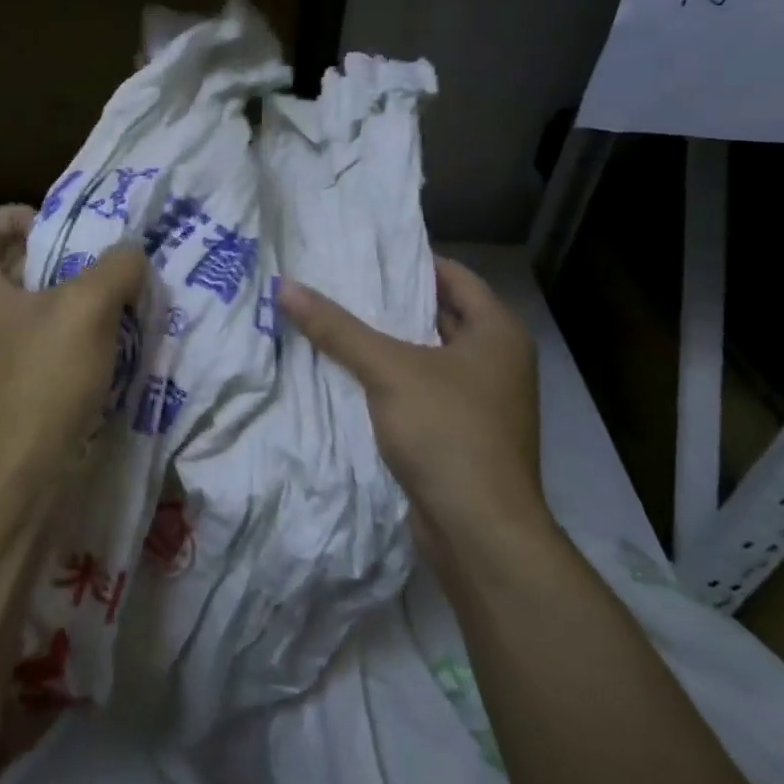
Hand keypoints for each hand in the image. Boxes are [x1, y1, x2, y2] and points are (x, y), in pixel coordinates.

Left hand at [0, 205, 148, 501]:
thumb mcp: (87, 309)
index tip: (66, 228)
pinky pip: (42, 348)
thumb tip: (130, 257)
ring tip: (120, 305)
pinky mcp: (9, 391)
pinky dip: (73, 341)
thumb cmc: (40, 382)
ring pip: (33, 310)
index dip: (21, 215)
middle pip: (13, 266)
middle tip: (108, 263)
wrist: (14, 482)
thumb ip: (116, 268)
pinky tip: (110, 351)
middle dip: (63, 258)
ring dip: (75, 302)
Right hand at [278, 258, 549, 552]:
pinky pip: (422, 390)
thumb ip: (337, 328)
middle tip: (338, 283)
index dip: (409, 260)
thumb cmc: (446, 432)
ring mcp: (481, 400)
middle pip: (439, 314)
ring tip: (335, 321)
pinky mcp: (462, 433)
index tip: (362, 252)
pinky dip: (391, 379)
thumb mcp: (388, 370)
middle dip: (391, 301)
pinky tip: (350, 374)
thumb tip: (286, 287)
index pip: (453, 275)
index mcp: (497, 333)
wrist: (479, 530)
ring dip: (388, 342)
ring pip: (427, 355)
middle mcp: (496, 360)